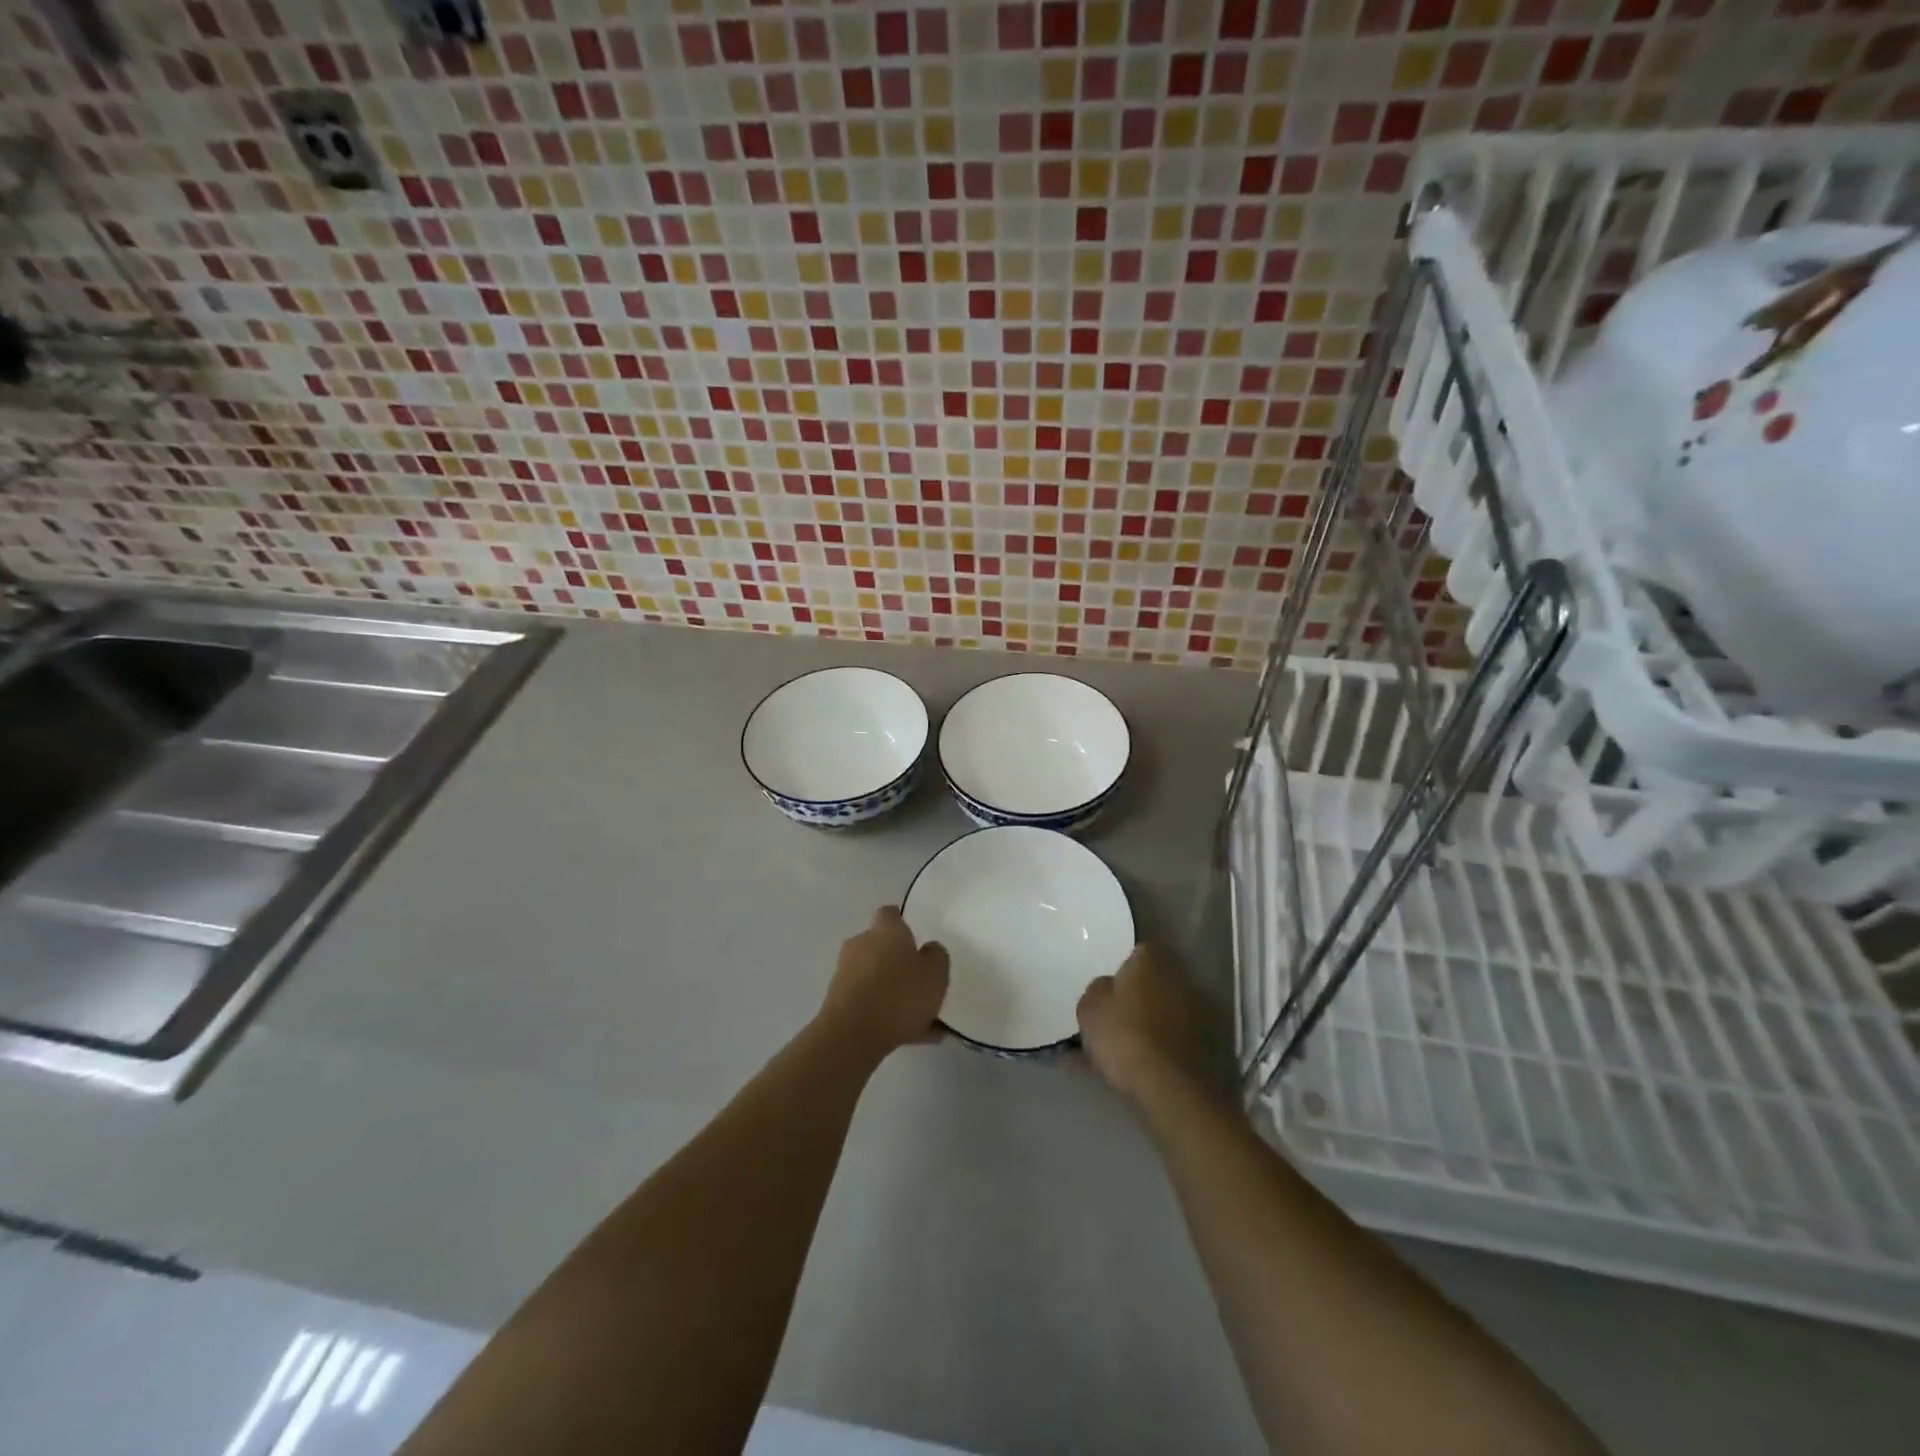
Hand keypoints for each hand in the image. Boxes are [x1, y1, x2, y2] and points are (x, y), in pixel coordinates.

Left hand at [819, 906, 949, 1058]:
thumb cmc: (899, 994)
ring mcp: (847, 975)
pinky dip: (888, 1016)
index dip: (902, 923)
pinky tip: (913, 1036)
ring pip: (878, 980)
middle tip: (923, 981)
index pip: (890, 914)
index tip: (916, 937)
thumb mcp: (936, 972)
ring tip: (926, 1020)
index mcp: (885, 930)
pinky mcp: (839, 1003)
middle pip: (881, 948)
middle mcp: (861, 945)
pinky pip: (871, 1005)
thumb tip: (928, 949)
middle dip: (899, 962)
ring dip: (896, 993)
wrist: (852, 1035)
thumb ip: (936, 956)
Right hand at [1077, 943, 1205, 1103]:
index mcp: (1151, 960)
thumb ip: (1098, 990)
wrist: (1170, 1086)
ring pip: (1168, 1010)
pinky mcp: (1211, 1043)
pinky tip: (1148, 1064)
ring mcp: (1200, 1010)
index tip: (1111, 989)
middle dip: (1140, 996)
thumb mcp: (1090, 1008)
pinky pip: (1178, 1037)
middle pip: (1155, 981)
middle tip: (1119, 1017)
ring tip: (1132, 1046)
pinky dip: (1166, 1046)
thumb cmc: (1124, 1035)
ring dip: (1154, 1021)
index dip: (1123, 970)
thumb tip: (1108, 988)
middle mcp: (1180, 977)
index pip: (1137, 952)